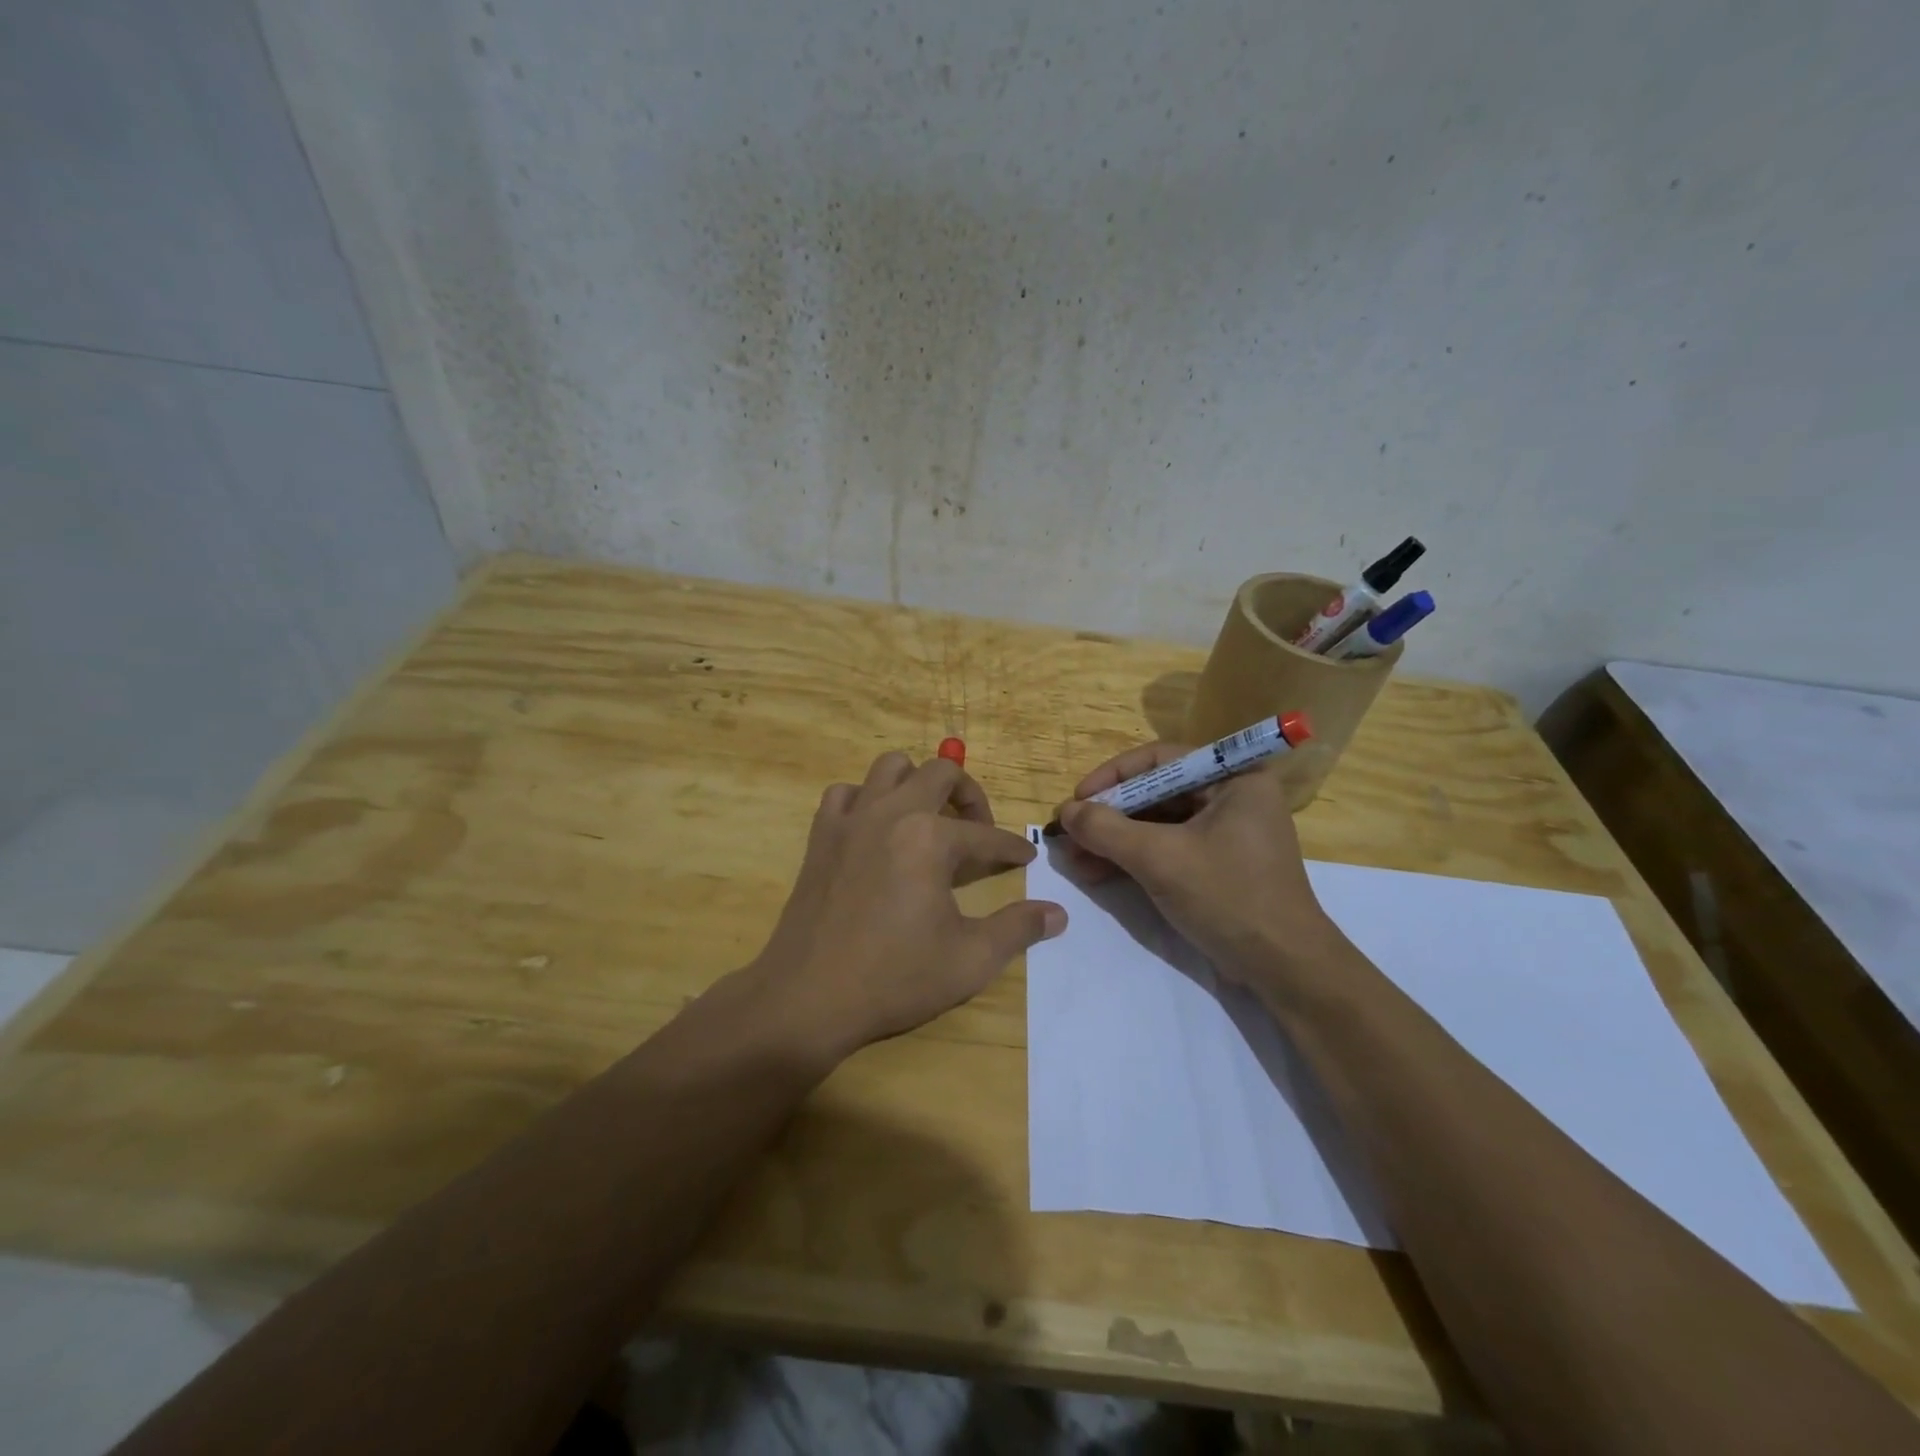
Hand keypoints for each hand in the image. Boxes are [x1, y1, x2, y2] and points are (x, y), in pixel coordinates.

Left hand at [749, 751, 1065, 1060]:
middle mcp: (891, 813)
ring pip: (889, 767)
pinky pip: (845, 793)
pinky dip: (866, 799)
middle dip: (969, 795)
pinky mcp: (820, 836)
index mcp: (930, 838)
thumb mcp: (970, 960)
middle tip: (978, 830)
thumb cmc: (894, 978)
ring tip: (928, 818)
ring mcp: (851, 819)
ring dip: (916, 783)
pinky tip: (875, 829)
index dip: (1012, 847)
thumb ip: (1018, 929)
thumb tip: (1058, 914)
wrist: (808, 998)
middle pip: (941, 772)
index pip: (986, 835)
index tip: (1025, 858)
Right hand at [1053, 743, 1346, 993]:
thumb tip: (1065, 812)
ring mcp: (1225, 832)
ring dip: (1114, 841)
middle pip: (1155, 793)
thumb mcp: (1160, 859)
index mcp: (1234, 779)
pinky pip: (1167, 848)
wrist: (1284, 969)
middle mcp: (1231, 797)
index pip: (1160, 760)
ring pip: (1157, 824)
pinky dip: (1133, 858)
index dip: (1113, 777)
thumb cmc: (1228, 897)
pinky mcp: (1216, 864)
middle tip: (1069, 834)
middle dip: (1109, 816)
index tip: (1077, 799)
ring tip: (1074, 859)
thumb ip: (1107, 830)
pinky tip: (1097, 873)